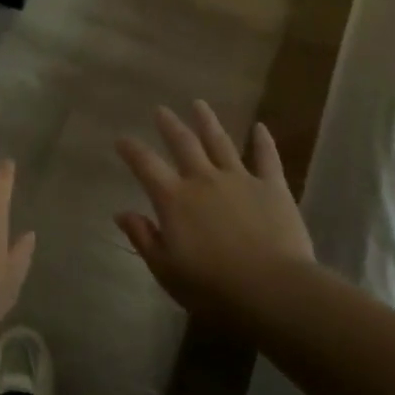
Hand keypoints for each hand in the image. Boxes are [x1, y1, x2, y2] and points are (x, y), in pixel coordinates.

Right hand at [115, 102, 314, 319]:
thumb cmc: (212, 287)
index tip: (121, 139)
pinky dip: (263, 141)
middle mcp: (203, 180)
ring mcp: (240, 179)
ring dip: (207, 121)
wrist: (272, 290)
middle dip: (169, 125)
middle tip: (160, 110)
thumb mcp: (166, 269)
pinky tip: (260, 127)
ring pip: (220, 142)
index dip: (131, 150)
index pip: (146, 165)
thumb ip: (143, 237)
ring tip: (198, 104)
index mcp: (174, 199)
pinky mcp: (272, 187)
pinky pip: (267, 158)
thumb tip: (121, 213)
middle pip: (183, 144)